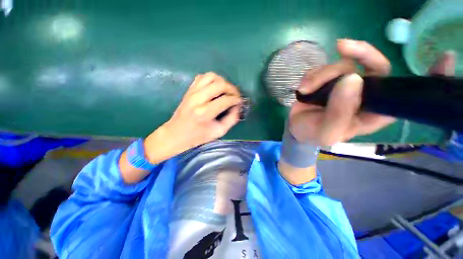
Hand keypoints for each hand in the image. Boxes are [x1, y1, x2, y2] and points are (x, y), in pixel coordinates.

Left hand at [145, 72, 241, 162]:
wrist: (176, 133)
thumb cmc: (198, 136)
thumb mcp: (218, 132)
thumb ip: (231, 119)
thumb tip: (237, 106)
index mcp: (204, 113)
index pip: (225, 100)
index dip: (236, 99)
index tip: (240, 102)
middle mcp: (197, 99)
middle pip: (220, 84)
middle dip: (232, 88)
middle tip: (236, 95)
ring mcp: (192, 92)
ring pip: (211, 76)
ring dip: (223, 82)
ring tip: (226, 91)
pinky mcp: (189, 90)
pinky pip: (203, 77)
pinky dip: (212, 79)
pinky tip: (215, 87)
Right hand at [289, 39, 454, 145]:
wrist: (297, 129)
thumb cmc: (314, 134)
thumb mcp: (327, 132)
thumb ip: (339, 112)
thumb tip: (352, 78)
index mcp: (372, 111)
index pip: (404, 94)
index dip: (426, 79)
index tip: (443, 58)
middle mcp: (364, 94)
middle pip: (375, 66)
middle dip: (361, 53)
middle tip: (342, 47)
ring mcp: (345, 84)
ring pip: (342, 65)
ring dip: (321, 75)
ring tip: (306, 90)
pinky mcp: (327, 80)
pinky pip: (324, 68)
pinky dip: (312, 76)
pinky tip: (304, 89)